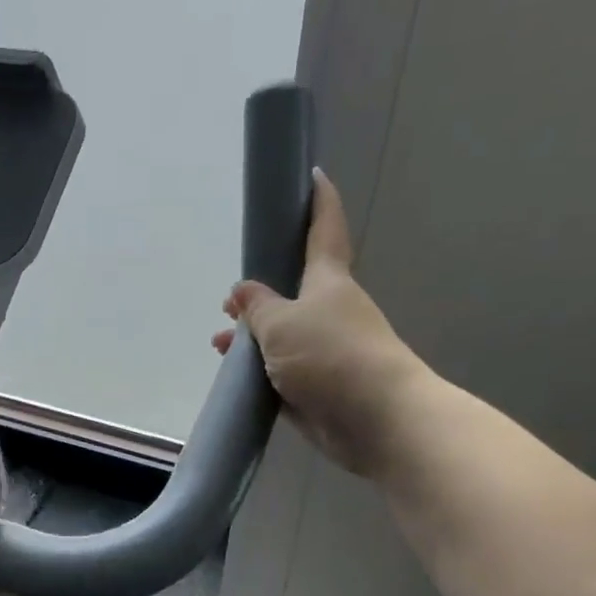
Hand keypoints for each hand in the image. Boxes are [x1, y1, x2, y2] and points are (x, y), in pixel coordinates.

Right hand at [213, 169, 427, 479]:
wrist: (376, 419)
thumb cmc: (331, 356)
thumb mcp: (281, 323)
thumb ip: (257, 306)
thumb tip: (242, 291)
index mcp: (327, 281)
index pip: (324, 230)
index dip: (318, 202)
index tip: (314, 176)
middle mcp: (329, 310)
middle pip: (293, 289)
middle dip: (261, 291)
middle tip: (228, 302)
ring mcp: (325, 350)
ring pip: (283, 334)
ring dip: (252, 336)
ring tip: (220, 343)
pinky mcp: (318, 387)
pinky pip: (282, 370)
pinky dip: (259, 369)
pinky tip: (235, 375)